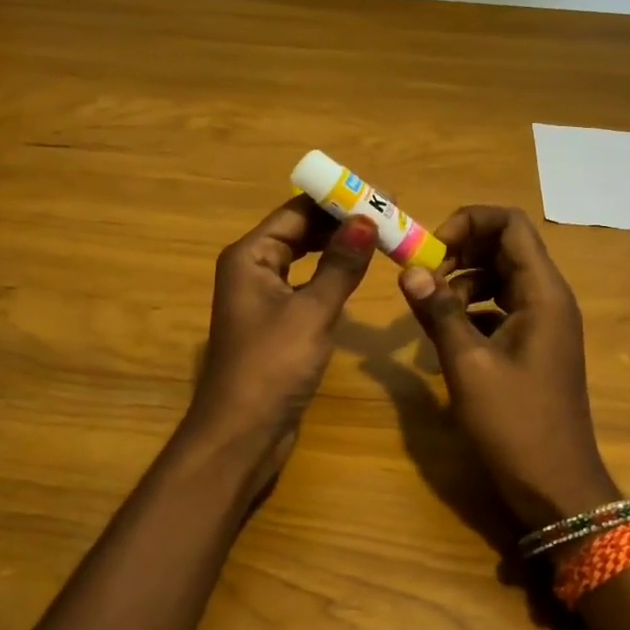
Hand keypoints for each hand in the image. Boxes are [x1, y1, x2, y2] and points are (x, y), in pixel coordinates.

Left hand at [185, 195, 376, 491]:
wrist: (242, 434)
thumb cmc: (272, 366)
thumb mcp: (312, 312)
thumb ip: (340, 265)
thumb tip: (365, 219)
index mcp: (250, 256)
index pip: (296, 212)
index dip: (336, 201)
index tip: (379, 195)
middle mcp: (251, 270)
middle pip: (298, 232)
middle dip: (340, 223)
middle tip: (388, 216)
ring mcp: (262, 299)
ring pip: (303, 260)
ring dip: (337, 249)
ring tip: (379, 238)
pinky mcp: (275, 325)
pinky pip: (305, 287)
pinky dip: (330, 277)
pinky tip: (356, 276)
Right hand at [397, 206, 615, 530]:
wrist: (556, 487)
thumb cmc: (515, 424)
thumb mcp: (468, 365)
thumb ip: (439, 312)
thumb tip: (409, 270)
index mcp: (542, 293)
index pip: (511, 225)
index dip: (469, 222)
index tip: (431, 249)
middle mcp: (548, 299)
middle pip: (505, 248)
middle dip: (460, 252)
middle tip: (422, 278)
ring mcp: (543, 324)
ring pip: (500, 278)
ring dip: (463, 283)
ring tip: (430, 310)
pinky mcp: (533, 347)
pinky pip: (500, 309)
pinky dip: (472, 310)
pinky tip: (446, 337)